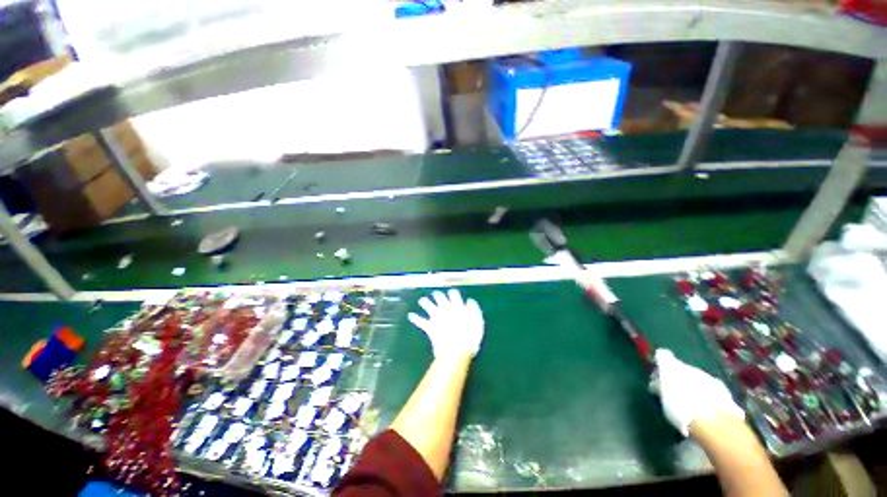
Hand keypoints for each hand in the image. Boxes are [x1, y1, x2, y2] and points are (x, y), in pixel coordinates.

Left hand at [408, 289, 483, 358]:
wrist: (456, 351)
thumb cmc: (470, 337)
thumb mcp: (478, 322)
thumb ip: (474, 310)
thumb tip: (470, 301)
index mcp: (458, 306)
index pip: (454, 294)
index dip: (452, 293)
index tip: (451, 292)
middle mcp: (445, 308)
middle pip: (439, 297)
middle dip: (437, 295)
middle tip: (436, 294)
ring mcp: (436, 317)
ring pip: (428, 306)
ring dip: (425, 302)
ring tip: (422, 300)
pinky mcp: (429, 326)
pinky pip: (420, 321)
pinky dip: (415, 318)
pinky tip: (410, 315)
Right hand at [654, 349, 744, 435]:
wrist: (714, 423)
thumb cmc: (681, 409)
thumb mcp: (663, 399)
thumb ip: (659, 387)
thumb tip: (657, 384)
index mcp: (671, 366)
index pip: (662, 355)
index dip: (660, 363)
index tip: (658, 374)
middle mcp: (689, 367)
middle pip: (680, 367)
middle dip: (677, 377)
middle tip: (673, 392)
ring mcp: (707, 376)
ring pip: (696, 377)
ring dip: (692, 385)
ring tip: (690, 401)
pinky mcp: (723, 388)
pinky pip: (709, 386)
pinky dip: (706, 393)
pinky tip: (705, 407)